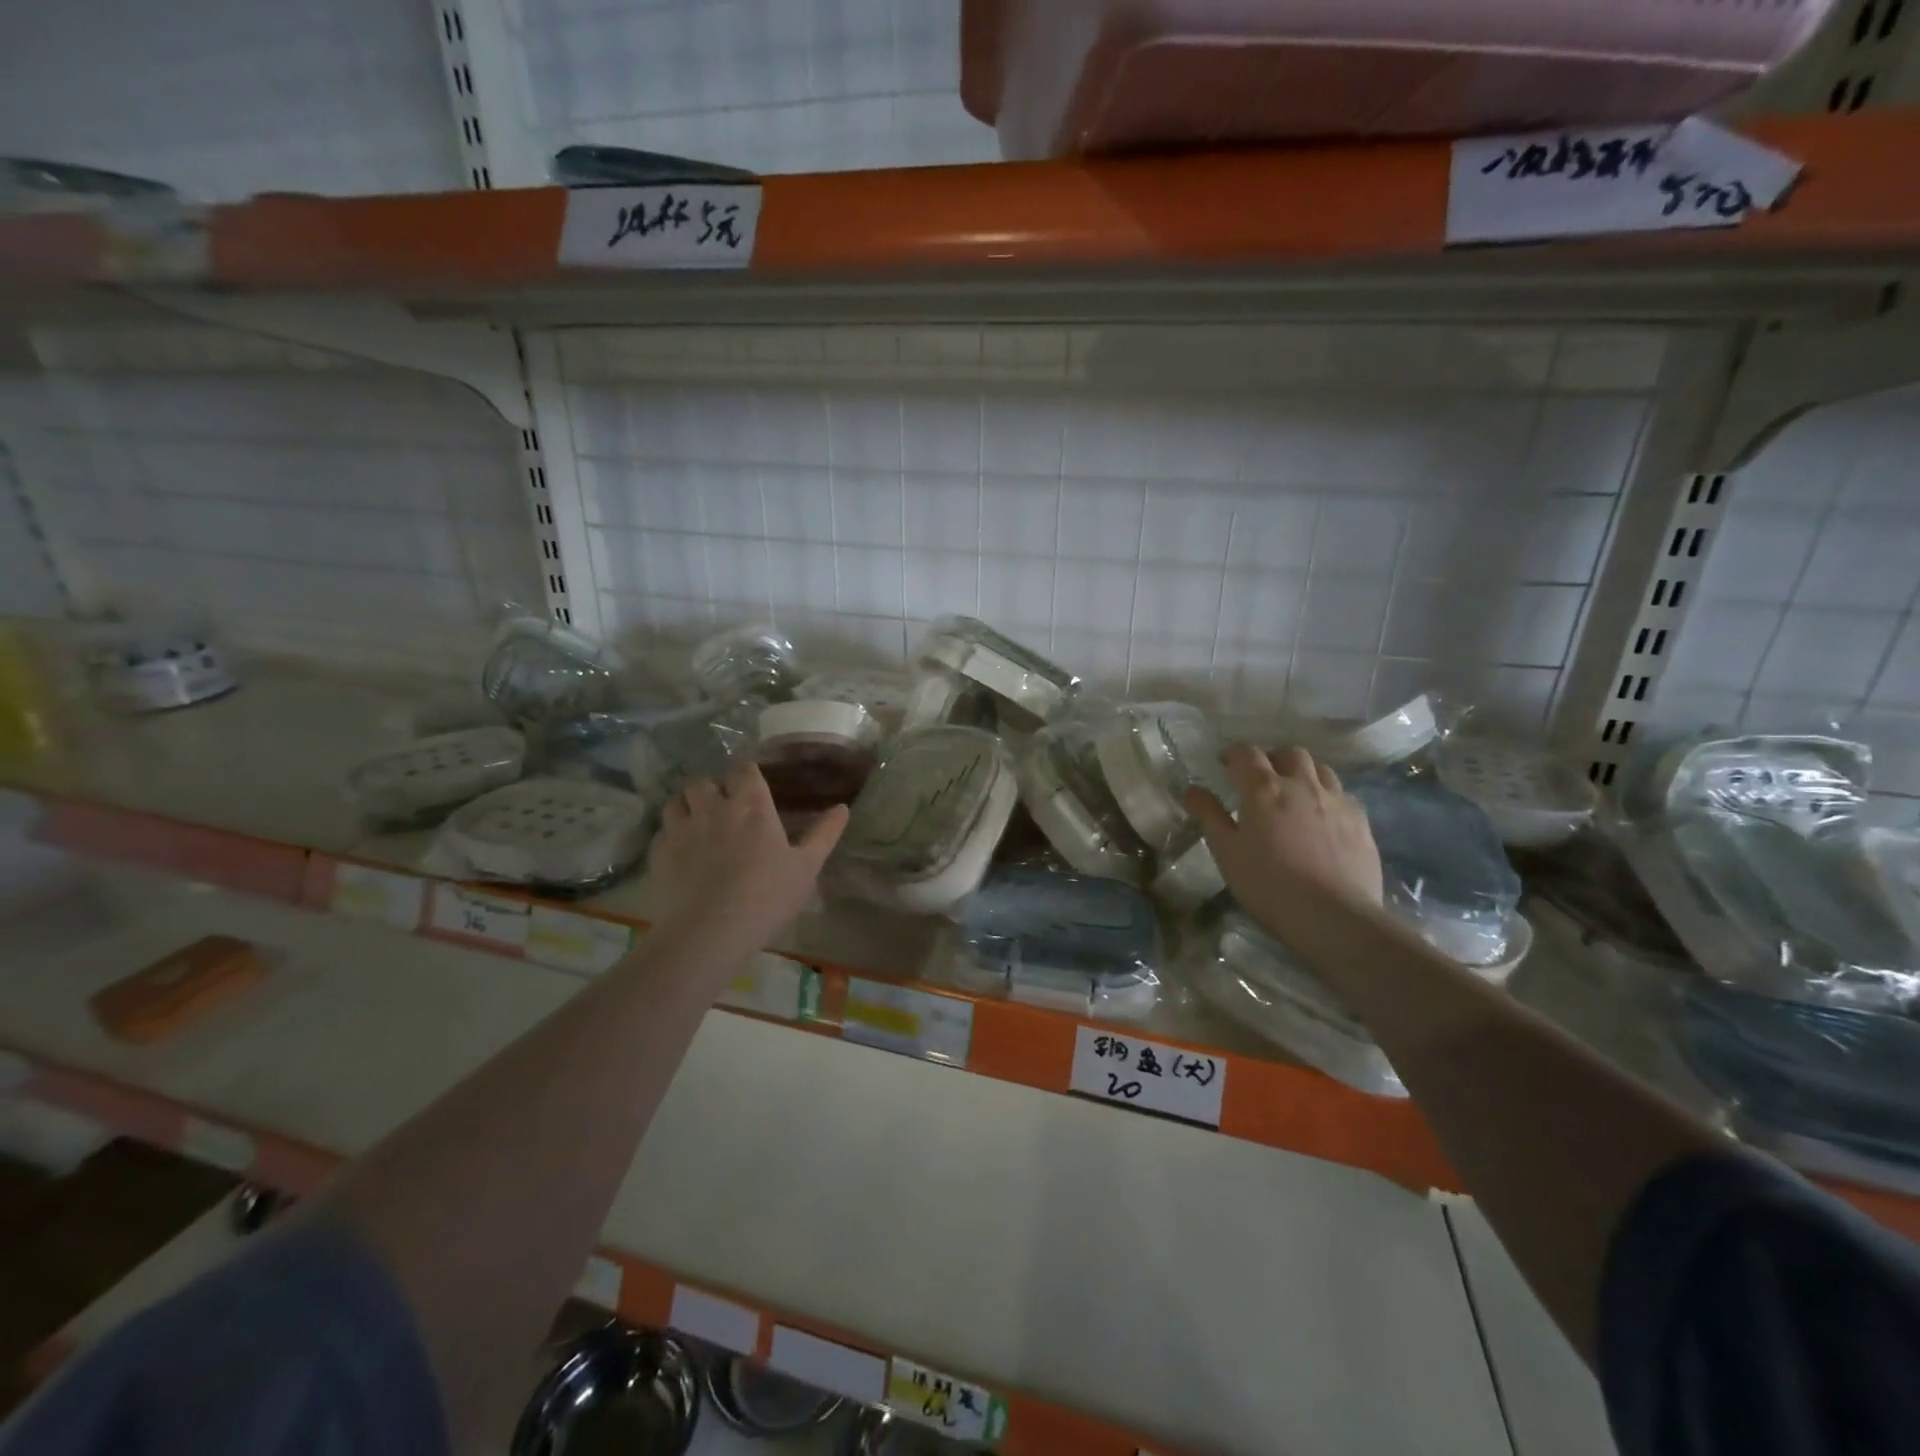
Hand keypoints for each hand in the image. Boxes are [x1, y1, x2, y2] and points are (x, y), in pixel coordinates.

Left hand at [649, 760, 847, 949]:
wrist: (711, 930)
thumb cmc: (767, 895)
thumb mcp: (807, 866)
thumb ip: (824, 834)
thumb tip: (843, 808)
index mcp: (751, 805)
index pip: (743, 770)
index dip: (746, 775)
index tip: (751, 787)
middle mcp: (713, 807)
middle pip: (704, 781)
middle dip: (712, 789)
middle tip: (723, 808)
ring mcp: (681, 829)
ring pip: (676, 801)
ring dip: (687, 806)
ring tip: (697, 823)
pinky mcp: (659, 853)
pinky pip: (662, 832)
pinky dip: (671, 835)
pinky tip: (681, 852)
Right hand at [1185, 745, 1382, 940]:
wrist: (1333, 916)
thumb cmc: (1268, 884)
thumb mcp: (1226, 852)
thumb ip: (1209, 816)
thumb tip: (1193, 789)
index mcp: (1264, 789)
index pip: (1247, 753)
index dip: (1233, 754)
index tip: (1225, 764)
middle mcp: (1302, 784)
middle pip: (1289, 753)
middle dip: (1272, 759)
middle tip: (1261, 778)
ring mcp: (1336, 800)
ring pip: (1321, 769)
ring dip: (1303, 773)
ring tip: (1294, 794)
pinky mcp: (1361, 821)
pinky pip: (1342, 794)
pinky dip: (1327, 796)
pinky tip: (1322, 818)